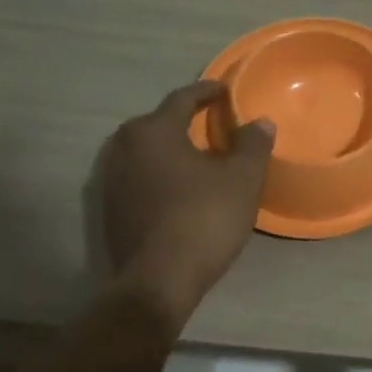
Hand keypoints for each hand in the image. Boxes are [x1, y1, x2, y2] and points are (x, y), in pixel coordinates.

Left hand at [99, 81, 275, 324]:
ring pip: (146, 151)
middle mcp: (124, 147)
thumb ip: (252, 145)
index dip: (207, 91)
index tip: (225, 90)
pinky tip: (180, 187)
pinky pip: (139, 176)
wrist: (159, 280)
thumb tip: (260, 122)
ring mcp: (111, 179)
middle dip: (185, 119)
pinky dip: (160, 173)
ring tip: (197, 155)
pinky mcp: (110, 208)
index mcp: (154, 130)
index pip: (182, 98)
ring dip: (171, 148)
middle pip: (158, 122)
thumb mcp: (242, 179)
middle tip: (212, 123)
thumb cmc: (203, 218)